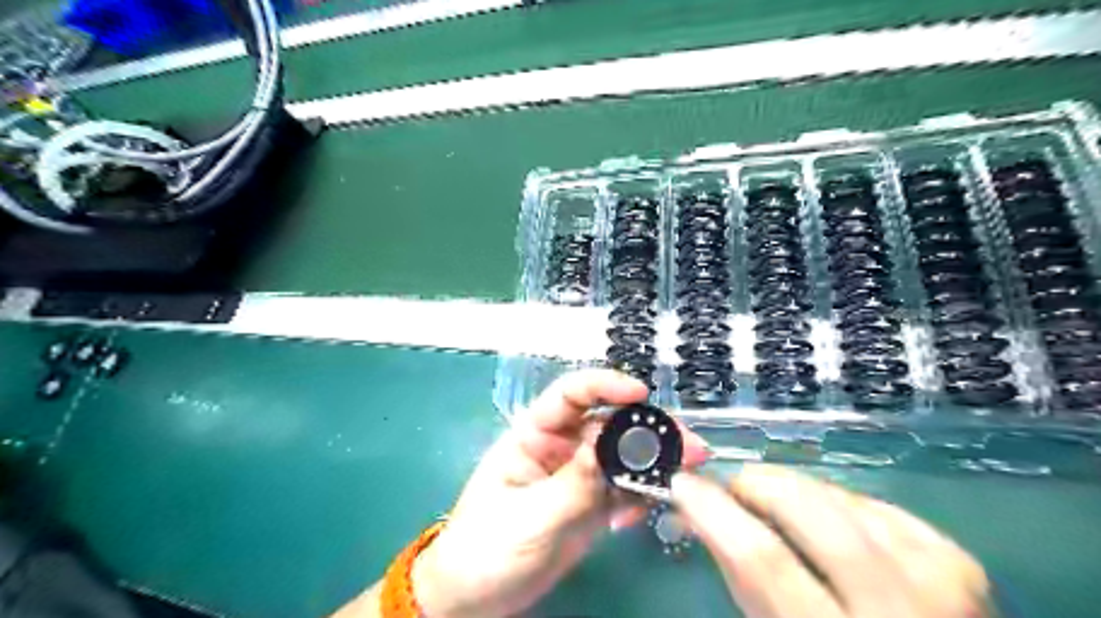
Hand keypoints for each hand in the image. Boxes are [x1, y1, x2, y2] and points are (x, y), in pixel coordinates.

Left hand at [415, 373, 715, 617]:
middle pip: (608, 423)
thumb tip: (610, 447)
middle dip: (648, 428)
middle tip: (689, 445)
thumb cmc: (486, 548)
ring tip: (687, 472)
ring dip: (655, 461)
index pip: (570, 395)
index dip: (605, 385)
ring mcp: (579, 475)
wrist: (476, 598)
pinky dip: (643, 493)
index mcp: (534, 434)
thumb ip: (572, 484)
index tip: (640, 393)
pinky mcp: (592, 504)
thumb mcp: (528, 516)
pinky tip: (649, 509)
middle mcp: (561, 447)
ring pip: (623, 455)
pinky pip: (624, 488)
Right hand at [675, 465, 994, 616]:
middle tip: (733, 487)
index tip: (683, 484)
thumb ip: (741, 579)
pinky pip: (875, 505)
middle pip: (810, 512)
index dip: (715, 512)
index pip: (763, 561)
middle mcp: (897, 609)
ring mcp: (940, 582)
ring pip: (841, 499)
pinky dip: (838, 501)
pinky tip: (827, 516)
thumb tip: (701, 514)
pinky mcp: (958, 562)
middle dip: (757, 483)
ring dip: (796, 491)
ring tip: (776, 503)